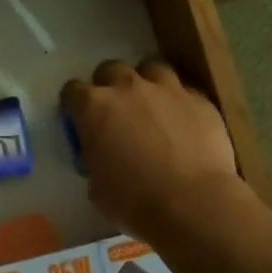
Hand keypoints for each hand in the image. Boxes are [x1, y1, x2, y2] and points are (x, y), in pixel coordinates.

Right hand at [60, 58, 242, 236]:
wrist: (193, 205)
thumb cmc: (134, 202)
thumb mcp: (96, 187)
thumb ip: (95, 158)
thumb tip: (103, 154)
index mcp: (94, 108)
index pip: (72, 91)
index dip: (75, 105)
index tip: (80, 120)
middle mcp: (128, 87)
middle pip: (110, 69)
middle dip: (109, 85)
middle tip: (116, 111)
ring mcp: (167, 89)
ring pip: (151, 68)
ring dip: (147, 82)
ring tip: (152, 104)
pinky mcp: (199, 99)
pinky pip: (185, 90)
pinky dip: (180, 102)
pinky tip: (184, 121)